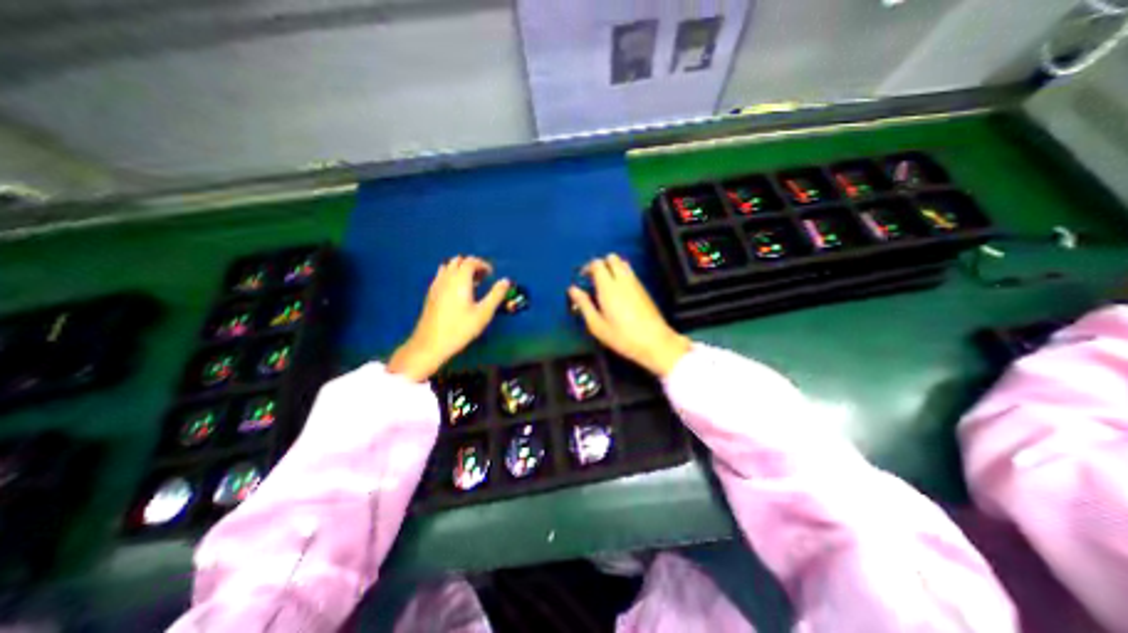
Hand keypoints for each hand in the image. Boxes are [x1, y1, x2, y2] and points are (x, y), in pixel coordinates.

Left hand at [389, 256, 511, 380]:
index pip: (471, 262)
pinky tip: (457, 291)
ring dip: (461, 269)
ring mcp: (436, 285)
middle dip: (472, 265)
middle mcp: (446, 278)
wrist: (431, 343)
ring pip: (448, 266)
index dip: (483, 264)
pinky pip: (441, 276)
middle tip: (483, 277)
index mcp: (460, 280)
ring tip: (471, 283)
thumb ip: (496, 295)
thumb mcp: (484, 313)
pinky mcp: (431, 294)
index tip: (491, 274)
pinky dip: (451, 276)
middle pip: (458, 261)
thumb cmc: (460, 328)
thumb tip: (506, 281)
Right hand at [569, 256, 692, 378]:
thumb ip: (584, 304)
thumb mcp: (596, 325)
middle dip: (601, 264)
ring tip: (606, 283)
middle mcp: (623, 281)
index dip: (588, 267)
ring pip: (622, 263)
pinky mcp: (643, 289)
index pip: (597, 264)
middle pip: (611, 258)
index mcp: (608, 288)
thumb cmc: (623, 336)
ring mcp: (635, 283)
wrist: (653, 341)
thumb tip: (573, 290)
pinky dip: (622, 274)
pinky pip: (630, 272)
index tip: (583, 277)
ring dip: (612, 267)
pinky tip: (618, 291)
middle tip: (594, 278)